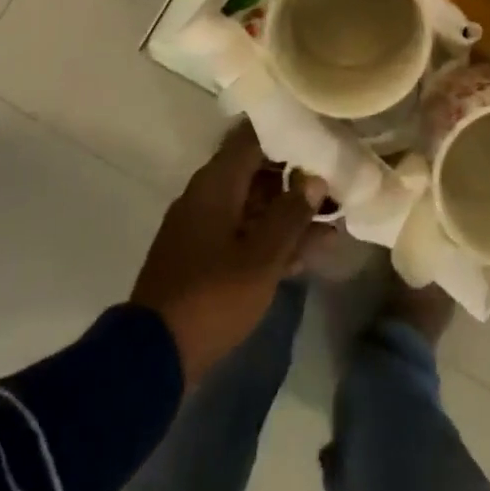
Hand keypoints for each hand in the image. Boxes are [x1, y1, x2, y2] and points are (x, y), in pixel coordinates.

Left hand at [130, 125, 320, 386]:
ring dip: (290, 215)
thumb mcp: (262, 258)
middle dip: (297, 179)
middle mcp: (207, 195)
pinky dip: (272, 240)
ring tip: (333, 223)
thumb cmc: (212, 296)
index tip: (320, 135)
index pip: (254, 138)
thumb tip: (315, 179)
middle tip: (336, 184)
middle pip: (258, 173)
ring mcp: (203, 227)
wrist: (152, 358)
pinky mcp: (203, 258)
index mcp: (216, 183)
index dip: (287, 133)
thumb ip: (291, 214)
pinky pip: (244, 235)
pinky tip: (307, 254)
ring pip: (255, 207)